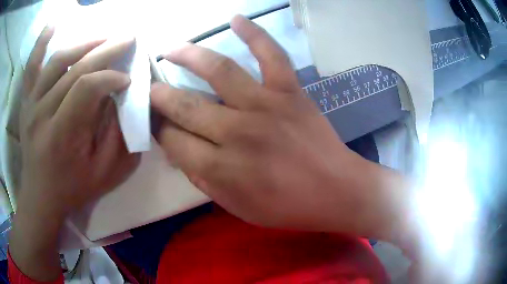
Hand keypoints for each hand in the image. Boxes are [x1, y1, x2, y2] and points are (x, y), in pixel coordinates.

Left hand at [18, 29, 139, 217]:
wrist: (40, 196)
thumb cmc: (73, 188)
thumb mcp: (104, 174)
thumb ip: (117, 137)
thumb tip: (124, 99)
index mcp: (62, 135)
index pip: (86, 88)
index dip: (110, 77)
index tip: (127, 80)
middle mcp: (42, 114)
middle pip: (74, 69)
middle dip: (105, 50)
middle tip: (127, 39)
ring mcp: (31, 104)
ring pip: (57, 61)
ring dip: (84, 44)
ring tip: (104, 38)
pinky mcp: (26, 102)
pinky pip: (31, 67)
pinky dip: (40, 43)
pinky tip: (53, 25)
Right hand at [151, 15, 411, 238]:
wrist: (335, 190)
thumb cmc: (287, 206)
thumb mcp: (236, 207)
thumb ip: (202, 179)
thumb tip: (175, 151)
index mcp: (221, 168)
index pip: (173, 140)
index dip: (158, 129)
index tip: (153, 121)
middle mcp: (237, 132)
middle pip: (185, 105)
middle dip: (160, 95)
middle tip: (150, 87)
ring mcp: (266, 105)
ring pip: (218, 70)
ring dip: (188, 55)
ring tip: (171, 49)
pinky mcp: (290, 91)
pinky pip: (271, 54)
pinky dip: (255, 33)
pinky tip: (236, 19)